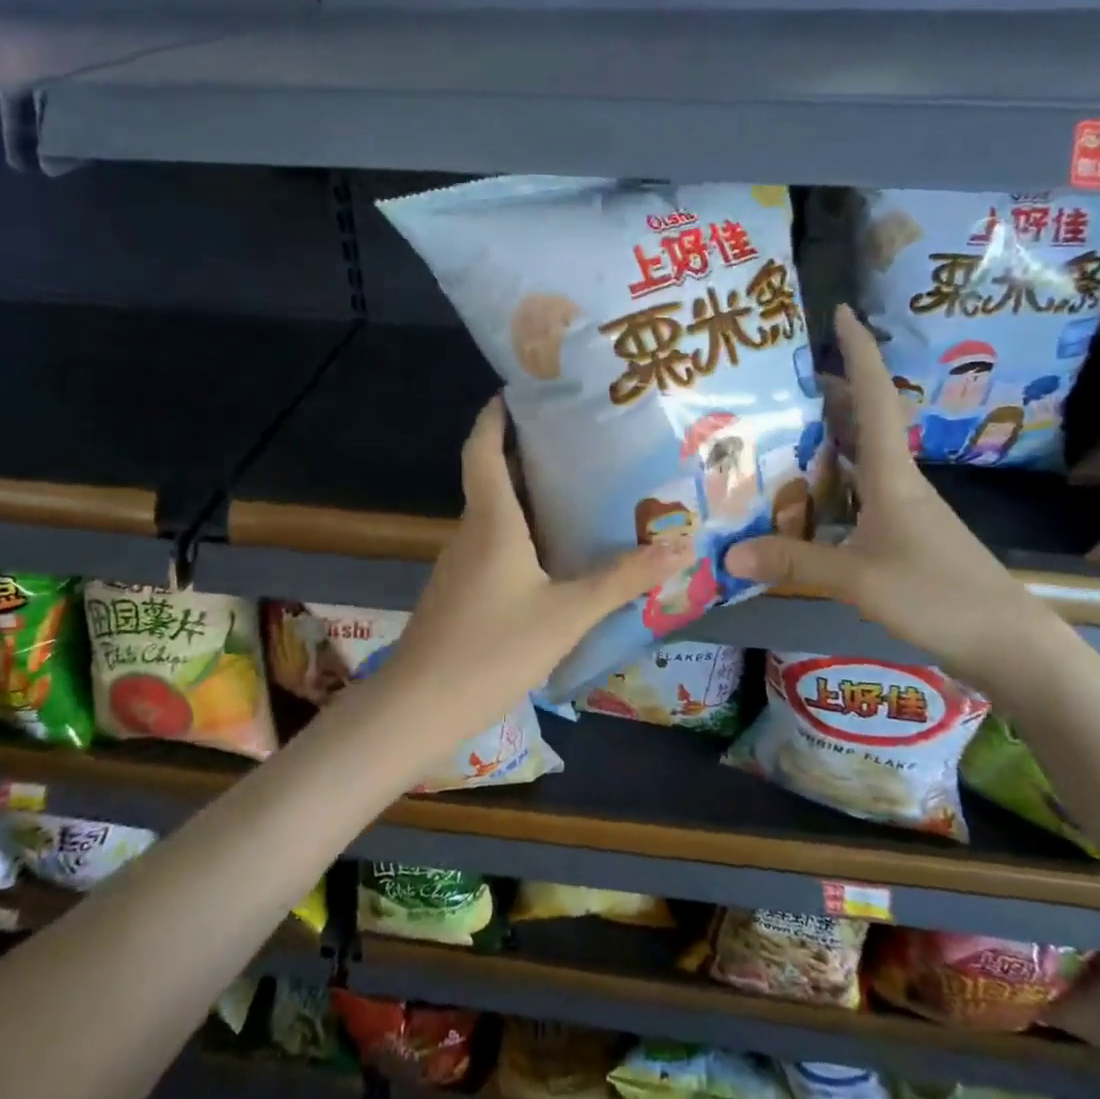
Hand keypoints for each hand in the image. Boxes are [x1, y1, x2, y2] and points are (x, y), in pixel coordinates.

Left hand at [372, 395, 686, 740]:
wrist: (420, 707)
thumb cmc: (492, 649)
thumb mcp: (567, 614)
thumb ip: (621, 580)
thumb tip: (679, 547)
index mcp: (491, 521)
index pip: (483, 449)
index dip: (495, 416)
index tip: (520, 391)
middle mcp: (471, 533)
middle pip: (493, 478)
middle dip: (528, 455)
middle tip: (581, 443)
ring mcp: (461, 565)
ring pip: (495, 517)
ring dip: (528, 500)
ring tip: (580, 494)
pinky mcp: (460, 594)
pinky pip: (494, 549)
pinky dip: (523, 538)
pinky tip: (554, 559)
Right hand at [727, 304, 1053, 689]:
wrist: (1007, 644)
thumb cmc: (939, 596)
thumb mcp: (859, 579)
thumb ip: (795, 563)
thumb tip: (730, 553)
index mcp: (892, 475)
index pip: (876, 397)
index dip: (859, 352)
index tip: (841, 312)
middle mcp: (897, 482)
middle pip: (864, 421)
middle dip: (828, 391)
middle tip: (779, 379)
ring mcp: (901, 511)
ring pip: (857, 459)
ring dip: (825, 438)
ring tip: (776, 430)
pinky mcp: (899, 539)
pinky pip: (854, 496)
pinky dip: (826, 485)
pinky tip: (799, 500)